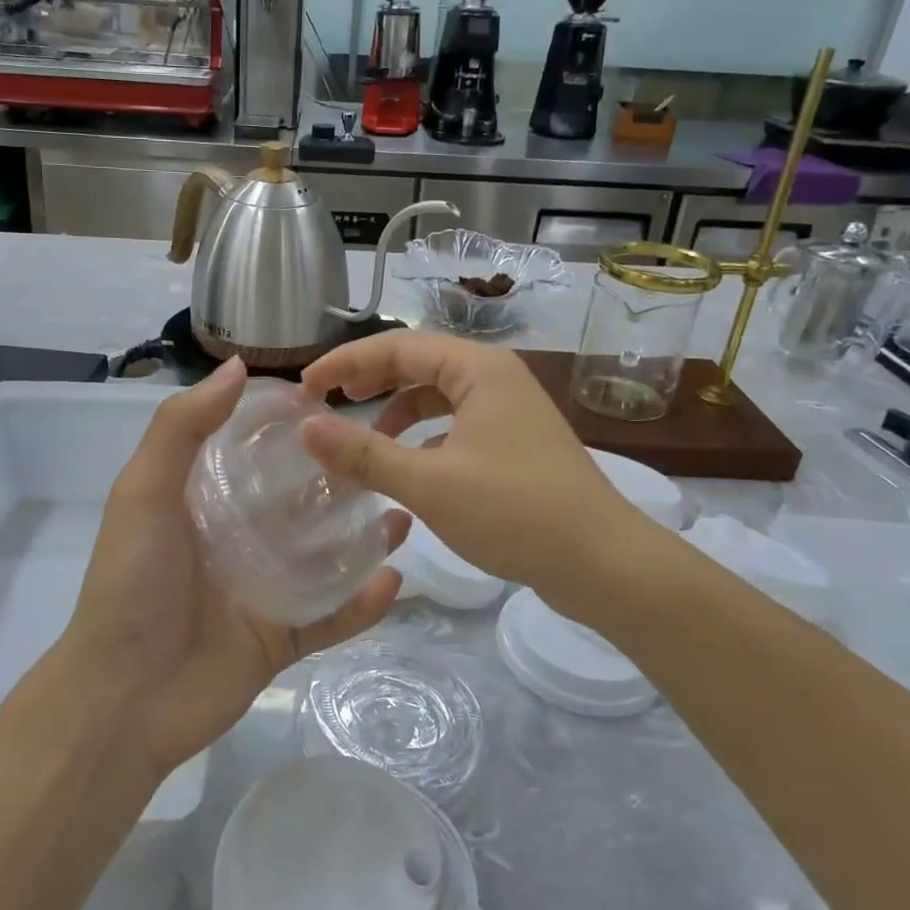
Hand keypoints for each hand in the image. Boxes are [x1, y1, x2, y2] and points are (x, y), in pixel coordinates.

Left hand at [54, 358, 407, 780]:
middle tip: (385, 458)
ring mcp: (262, 592)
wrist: (124, 699)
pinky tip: (396, 579)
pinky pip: (331, 618)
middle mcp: (236, 541)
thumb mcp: (145, 492)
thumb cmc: (134, 584)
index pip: (254, 453)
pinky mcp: (281, 639)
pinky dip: (362, 603)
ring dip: (362, 538)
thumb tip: (237, 366)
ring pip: (323, 558)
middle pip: (298, 504)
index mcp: (204, 503)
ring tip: (402, 513)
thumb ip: (183, 427)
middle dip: (338, 482)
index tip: (332, 403)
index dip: (288, 428)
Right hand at [299, 332, 646, 598]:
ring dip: (395, 410)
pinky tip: (407, 464)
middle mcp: (495, 377)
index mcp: (478, 368)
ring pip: (436, 394)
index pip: (397, 345)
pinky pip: (454, 422)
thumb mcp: (429, 483)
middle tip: (324, 404)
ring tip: (361, 439)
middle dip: (368, 380)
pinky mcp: (514, 441)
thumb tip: (306, 427)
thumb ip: (364, 453)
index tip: (305, 389)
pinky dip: (422, 435)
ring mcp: (508, 409)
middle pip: (417, 363)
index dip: (345, 363)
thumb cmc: (516, 513)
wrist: (604, 564)